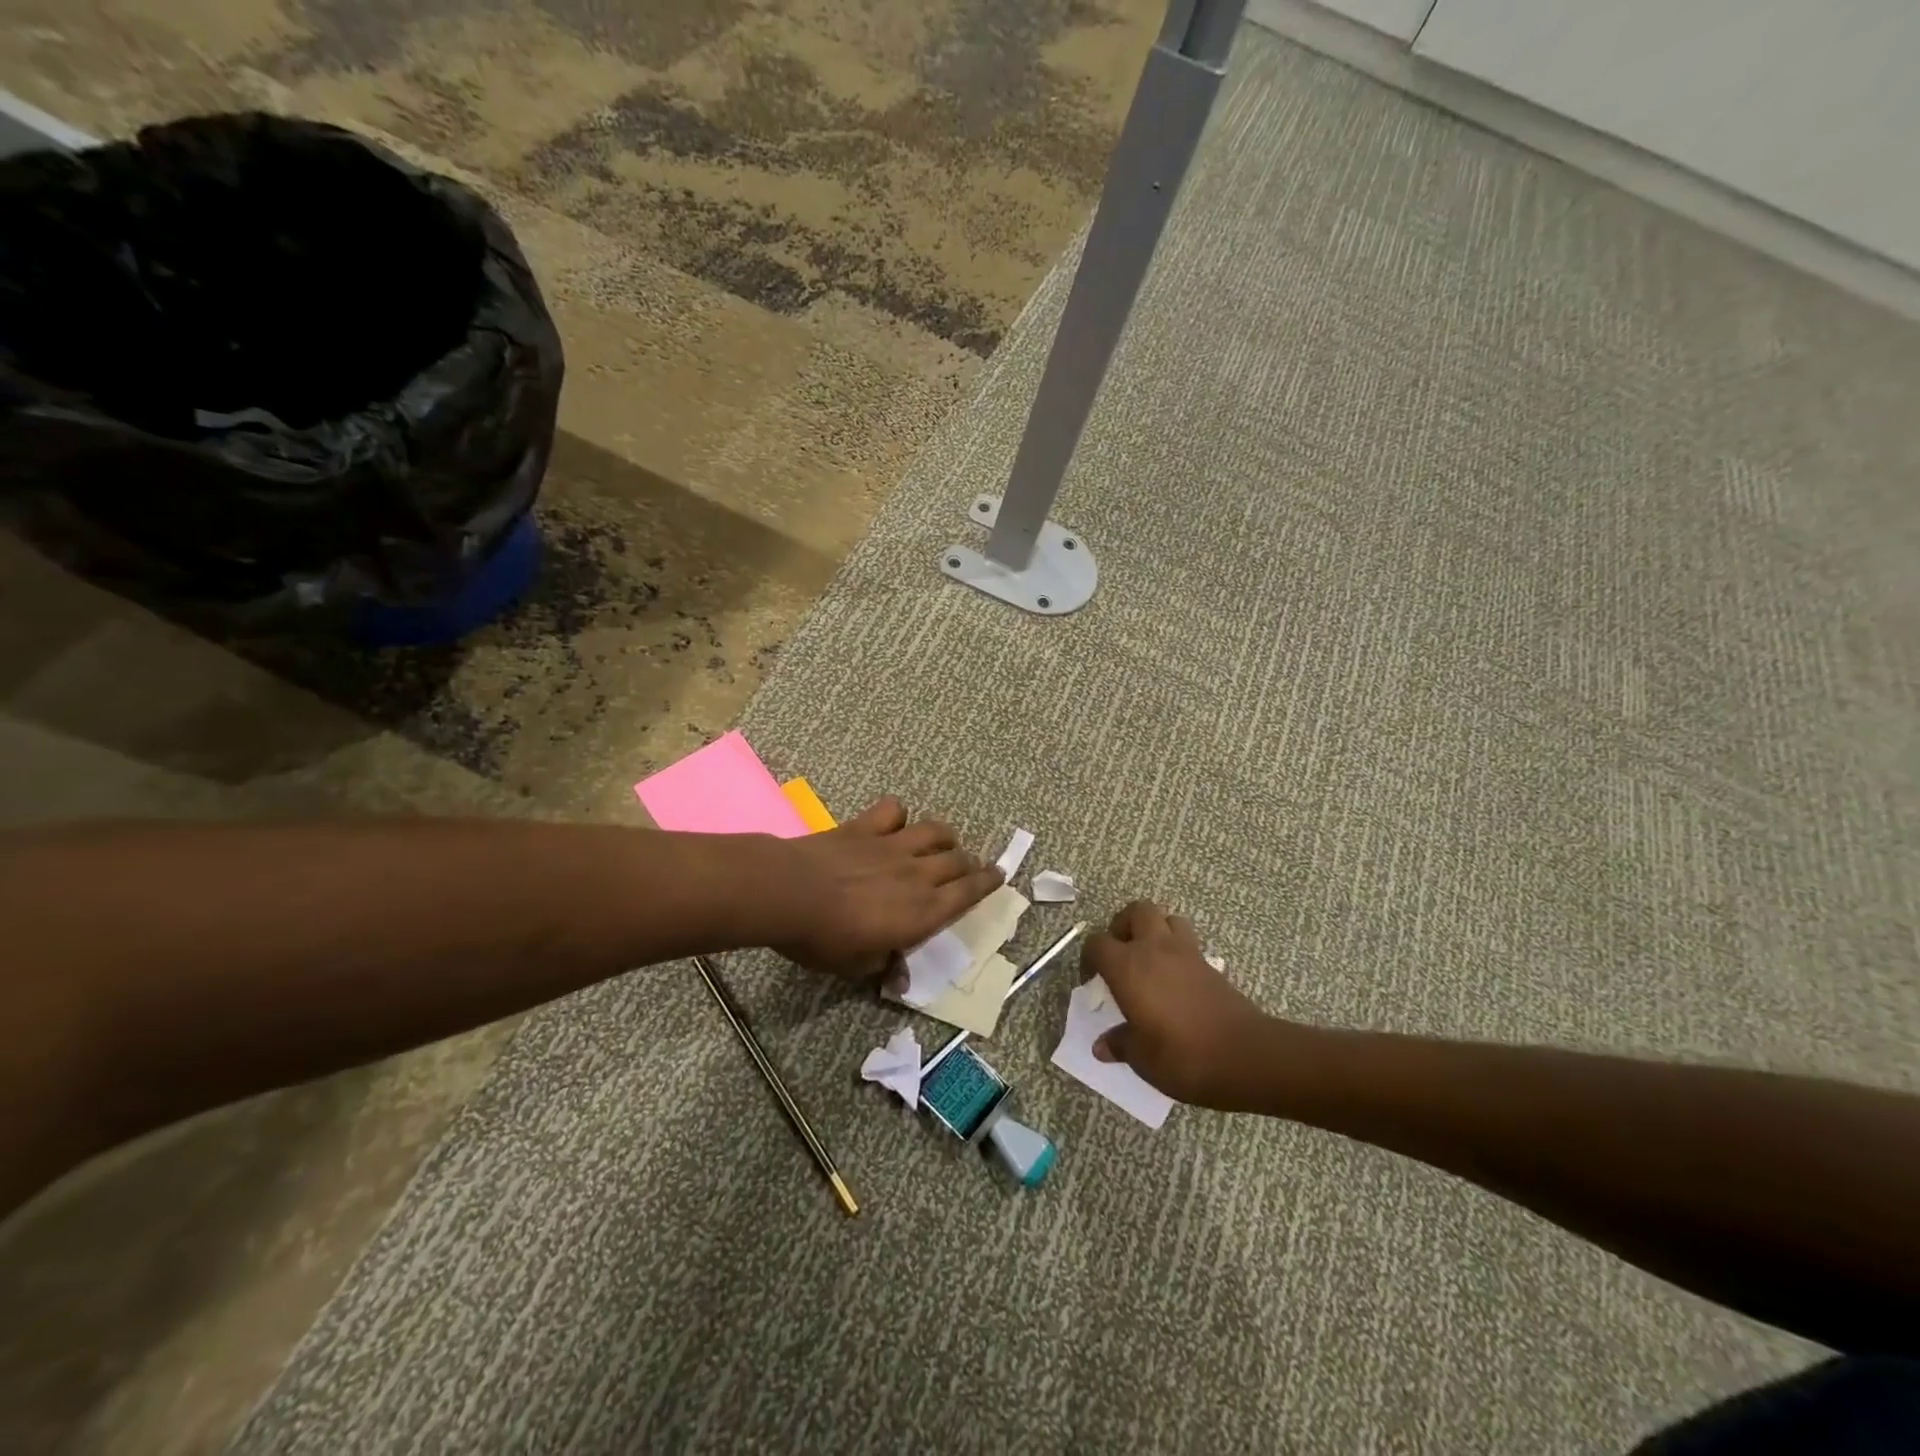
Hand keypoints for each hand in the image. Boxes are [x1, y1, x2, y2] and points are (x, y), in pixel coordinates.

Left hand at [767, 797, 1002, 978]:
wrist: (790, 894)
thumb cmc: (825, 939)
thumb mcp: (857, 966)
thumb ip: (884, 966)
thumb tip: (898, 980)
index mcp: (923, 911)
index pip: (968, 894)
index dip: (987, 884)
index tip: (998, 876)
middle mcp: (918, 873)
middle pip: (958, 860)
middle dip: (969, 864)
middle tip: (968, 868)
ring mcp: (893, 845)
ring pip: (935, 831)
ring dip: (945, 836)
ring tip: (942, 843)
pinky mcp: (867, 827)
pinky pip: (894, 810)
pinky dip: (898, 815)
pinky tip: (893, 823)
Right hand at [1085, 901, 1277, 1109]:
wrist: (1246, 1056)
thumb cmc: (1182, 1056)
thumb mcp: (1142, 1058)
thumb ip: (1120, 1045)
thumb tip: (1102, 1047)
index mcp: (1128, 967)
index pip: (1097, 943)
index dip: (1089, 958)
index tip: (1092, 981)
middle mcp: (1154, 949)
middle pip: (1136, 910)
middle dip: (1124, 925)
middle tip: (1121, 953)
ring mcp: (1186, 953)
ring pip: (1167, 918)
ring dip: (1155, 930)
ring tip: (1150, 959)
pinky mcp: (1211, 964)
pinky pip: (1189, 941)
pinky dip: (1178, 950)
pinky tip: (1176, 979)